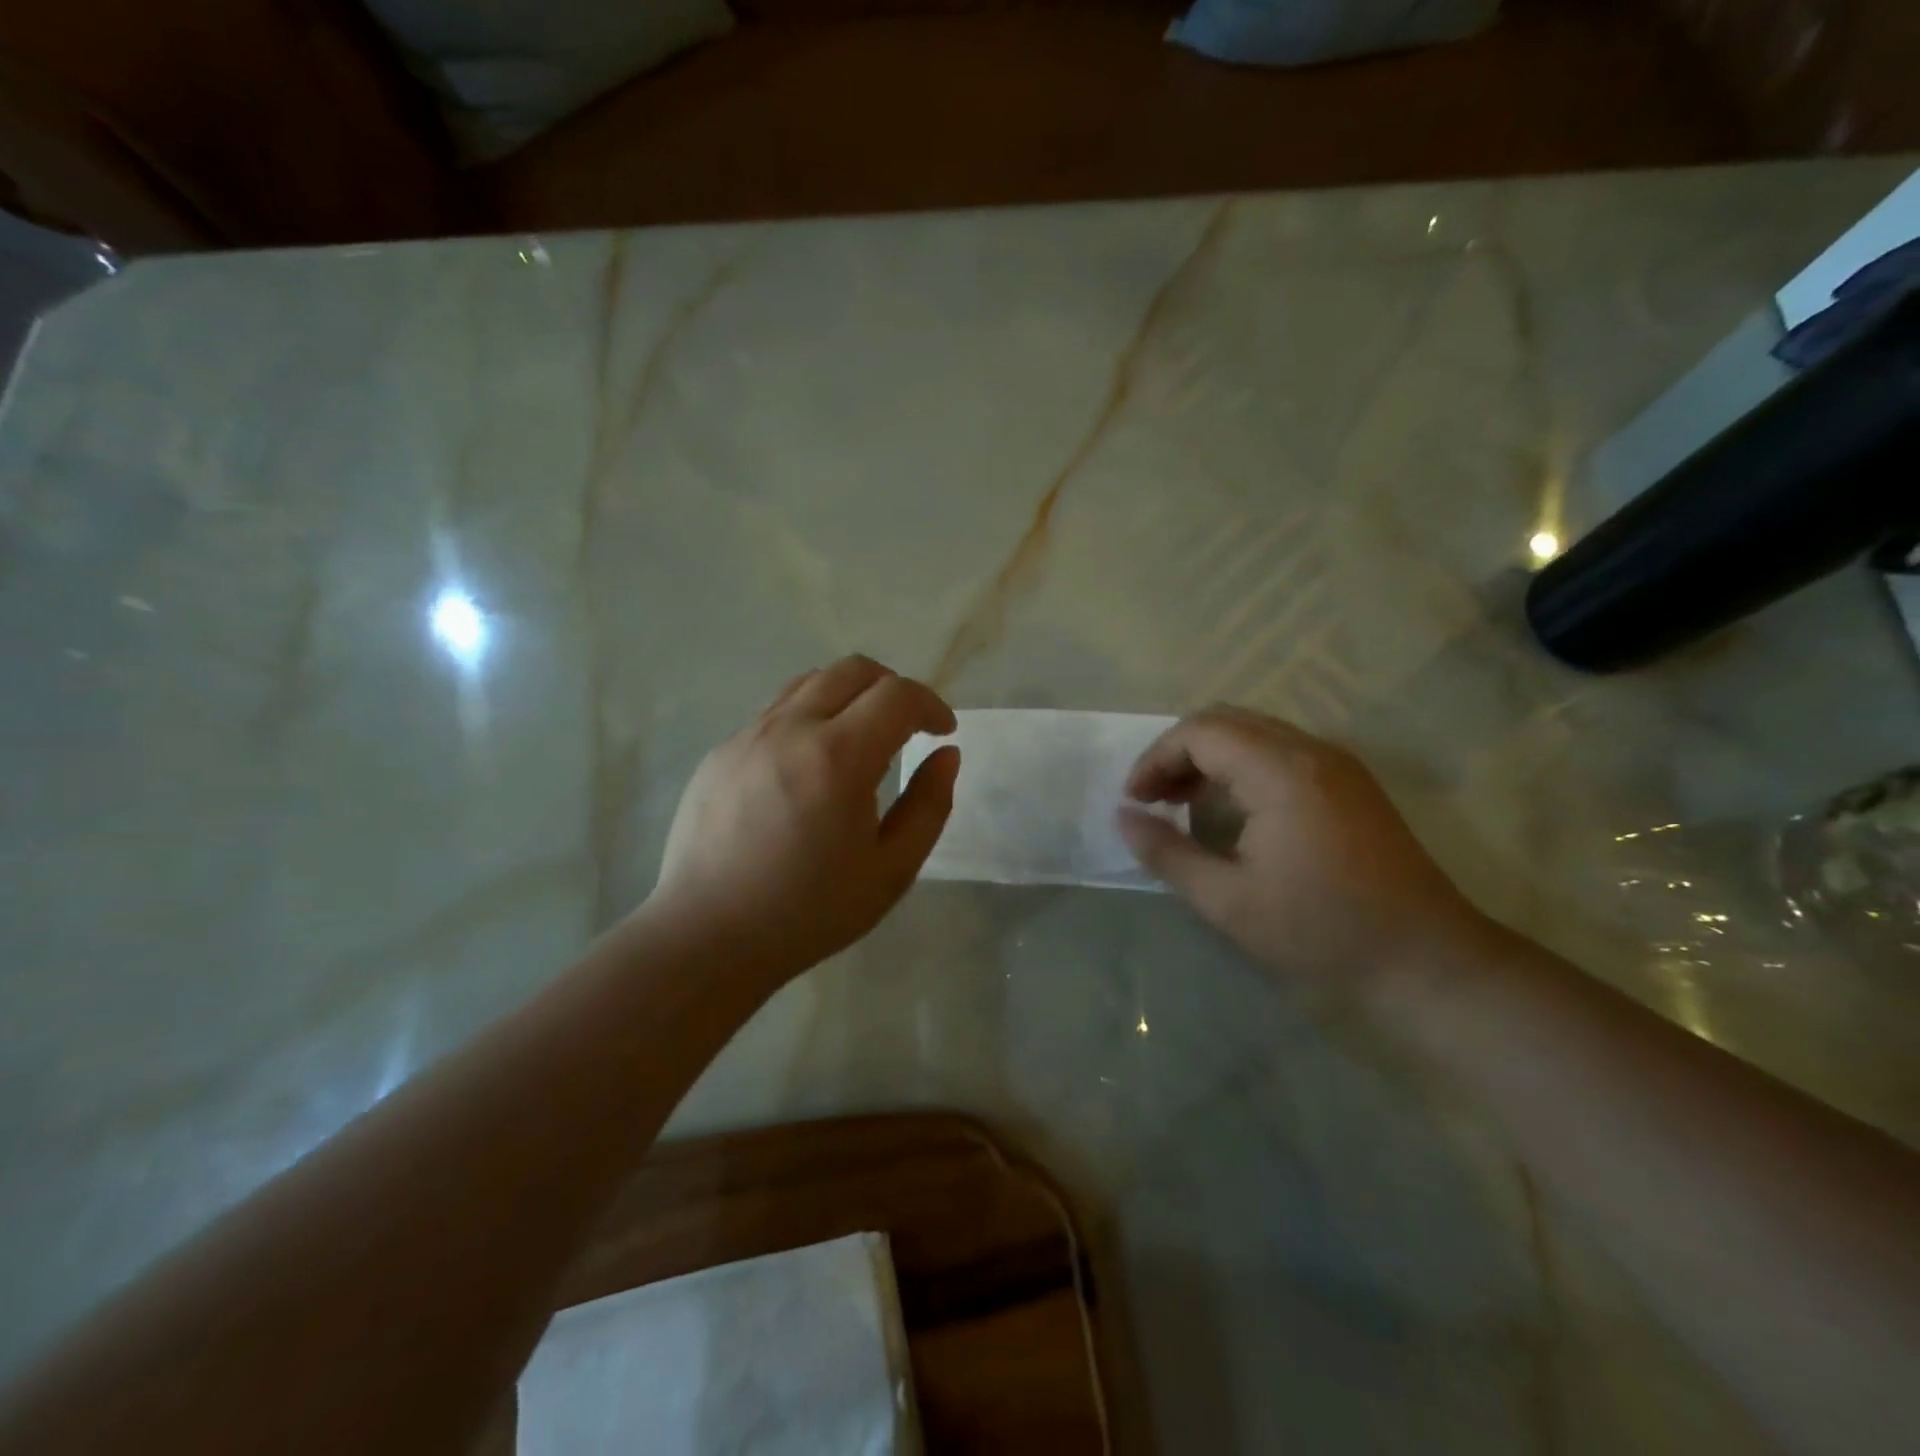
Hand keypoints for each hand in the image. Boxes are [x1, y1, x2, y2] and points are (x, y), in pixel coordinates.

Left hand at [644, 656, 959, 981]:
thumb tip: (946, 755)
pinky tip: (810, 766)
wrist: (707, 936)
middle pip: (853, 670)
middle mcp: (790, 728)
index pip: (897, 695)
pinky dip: (810, 718)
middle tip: (907, 728)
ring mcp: (748, 735)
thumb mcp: (892, 870)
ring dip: (849, 696)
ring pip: (810, 683)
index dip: (931, 705)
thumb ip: (929, 805)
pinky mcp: (721, 751)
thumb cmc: (809, 912)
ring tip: (860, 740)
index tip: (942, 732)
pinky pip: (776, 712)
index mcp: (838, 757)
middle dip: (893, 688)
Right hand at [1118, 707, 1486, 993]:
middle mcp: (1310, 750)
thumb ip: (1167, 853)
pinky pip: (1280, 750)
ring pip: (1253, 732)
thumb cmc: (1321, 930)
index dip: (1156, 759)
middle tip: (1153, 799)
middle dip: (1178, 753)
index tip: (1135, 802)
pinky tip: (1232, 809)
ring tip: (1183, 803)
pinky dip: (1241, 766)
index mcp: (1280, 771)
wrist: (1427, 958)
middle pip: (1225, 721)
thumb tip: (1123, 818)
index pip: (1200, 732)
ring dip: (1209, 758)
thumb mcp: (1227, 901)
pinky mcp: (1350, 782)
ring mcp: (1336, 763)